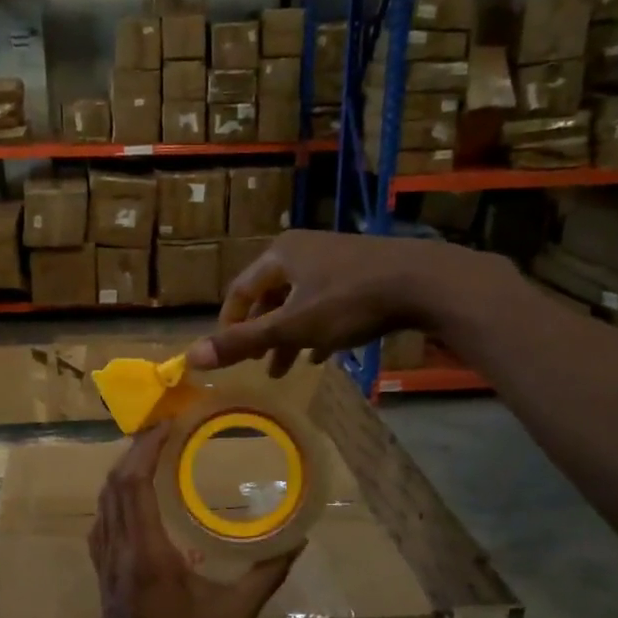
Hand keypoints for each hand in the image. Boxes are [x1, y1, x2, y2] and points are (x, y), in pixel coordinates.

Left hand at [88, 427, 297, 617]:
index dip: (146, 448)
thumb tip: (297, 541)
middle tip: (164, 431)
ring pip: (103, 505)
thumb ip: (266, 576)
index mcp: (147, 556)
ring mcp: (104, 569)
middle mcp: (119, 554)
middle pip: (114, 486)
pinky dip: (115, 501)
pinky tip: (135, 504)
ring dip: (121, 473)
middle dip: (134, 451)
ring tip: (150, 456)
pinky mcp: (102, 582)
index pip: (134, 484)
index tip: (168, 424)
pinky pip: (101, 527)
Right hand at [187, 230, 503, 376]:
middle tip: (259, 366)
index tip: (229, 354)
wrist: (425, 281)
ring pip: (299, 301)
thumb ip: (243, 343)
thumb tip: (192, 357)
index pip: (240, 290)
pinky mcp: (362, 270)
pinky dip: (318, 327)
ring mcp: (335, 258)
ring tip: (288, 368)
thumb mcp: (292, 327)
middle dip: (263, 334)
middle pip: (270, 296)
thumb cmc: (349, 302)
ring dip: (290, 335)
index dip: (230, 324)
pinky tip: (324, 353)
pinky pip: (327, 301)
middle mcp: (303, 249)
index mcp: (280, 254)